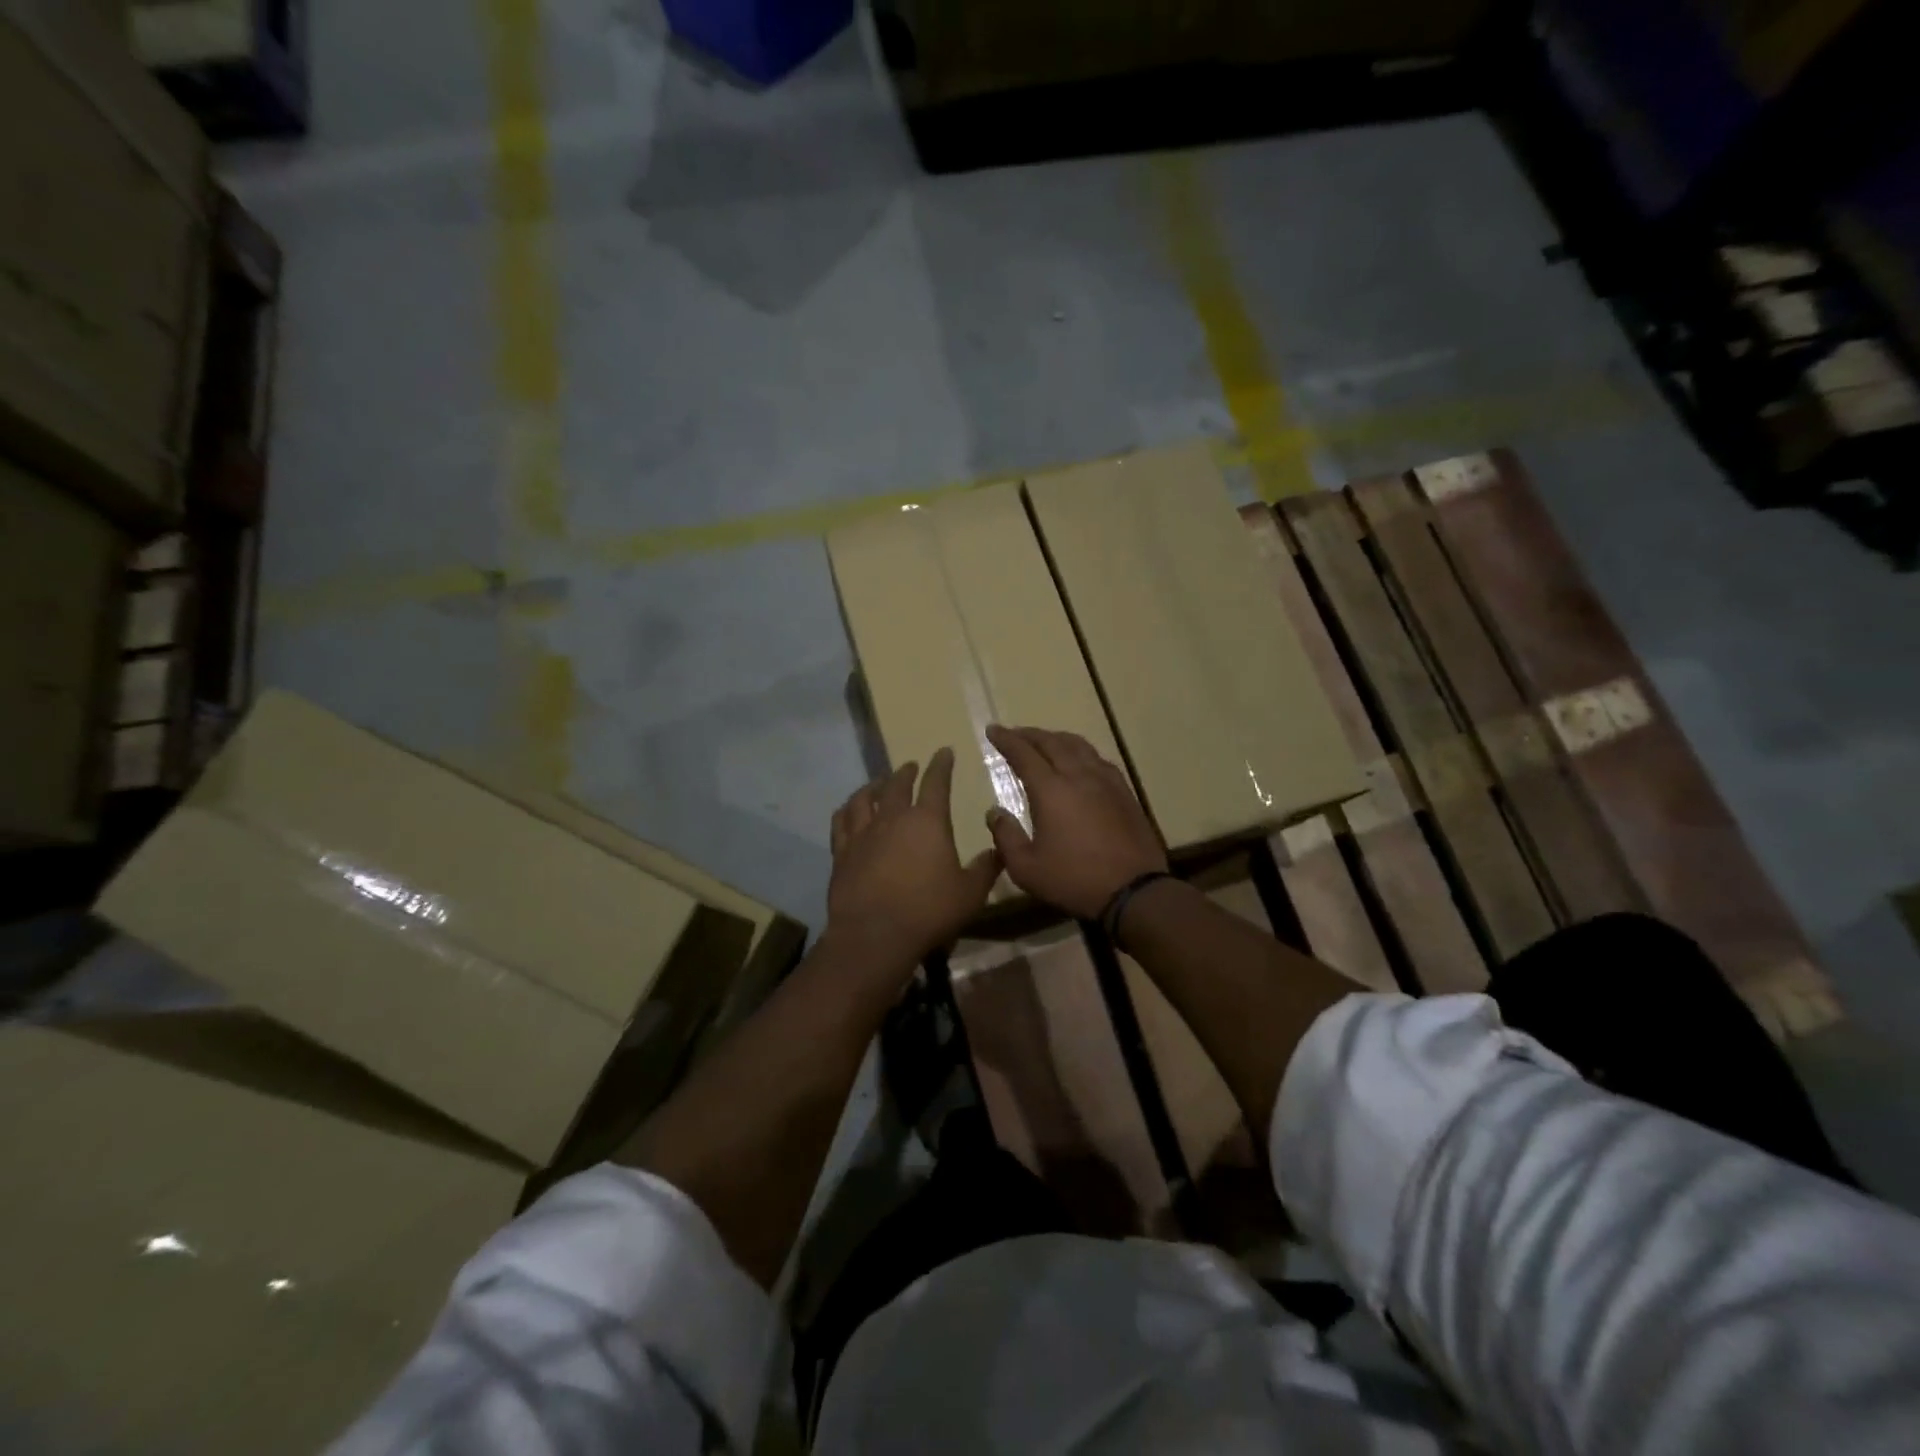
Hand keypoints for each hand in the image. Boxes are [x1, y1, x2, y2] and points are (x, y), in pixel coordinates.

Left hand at [827, 748, 1000, 971]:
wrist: (875, 935)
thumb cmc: (929, 911)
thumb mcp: (970, 893)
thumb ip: (985, 868)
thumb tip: (998, 849)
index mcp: (928, 821)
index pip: (936, 782)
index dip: (941, 765)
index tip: (944, 752)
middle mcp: (893, 818)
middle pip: (897, 785)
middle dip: (906, 772)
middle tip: (911, 766)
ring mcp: (863, 834)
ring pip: (865, 798)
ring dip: (874, 785)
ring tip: (879, 783)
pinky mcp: (842, 852)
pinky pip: (841, 821)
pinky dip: (847, 810)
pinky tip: (849, 809)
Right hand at [983, 725, 1166, 919]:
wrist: (1134, 890)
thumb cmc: (1074, 880)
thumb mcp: (1026, 868)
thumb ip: (1006, 837)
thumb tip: (994, 812)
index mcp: (1051, 790)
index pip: (1023, 754)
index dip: (1006, 740)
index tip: (993, 730)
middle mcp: (1078, 776)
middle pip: (1051, 742)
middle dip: (1030, 734)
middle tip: (1014, 733)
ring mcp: (1106, 781)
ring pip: (1078, 746)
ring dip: (1056, 738)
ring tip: (1045, 741)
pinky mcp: (1124, 792)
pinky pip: (1098, 759)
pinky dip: (1081, 751)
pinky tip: (1080, 761)